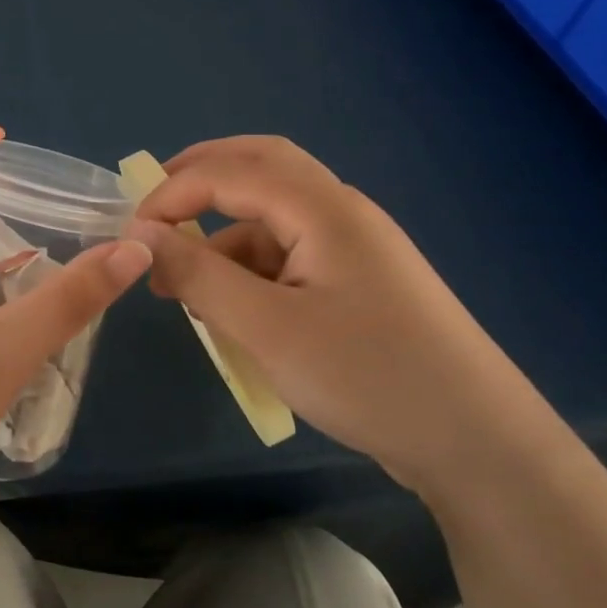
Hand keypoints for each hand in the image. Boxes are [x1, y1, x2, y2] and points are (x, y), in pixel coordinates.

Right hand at [128, 136, 554, 491]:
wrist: (475, 441)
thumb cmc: (366, 375)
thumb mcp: (266, 328)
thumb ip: (197, 274)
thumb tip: (141, 235)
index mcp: (323, 208)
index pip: (231, 172)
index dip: (173, 193)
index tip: (131, 234)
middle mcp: (340, 211)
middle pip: (261, 166)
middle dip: (201, 178)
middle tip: (153, 208)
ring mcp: (354, 246)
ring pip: (274, 215)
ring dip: (224, 235)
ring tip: (186, 289)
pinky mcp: (359, 281)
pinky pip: (291, 254)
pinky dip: (252, 268)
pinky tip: (235, 313)